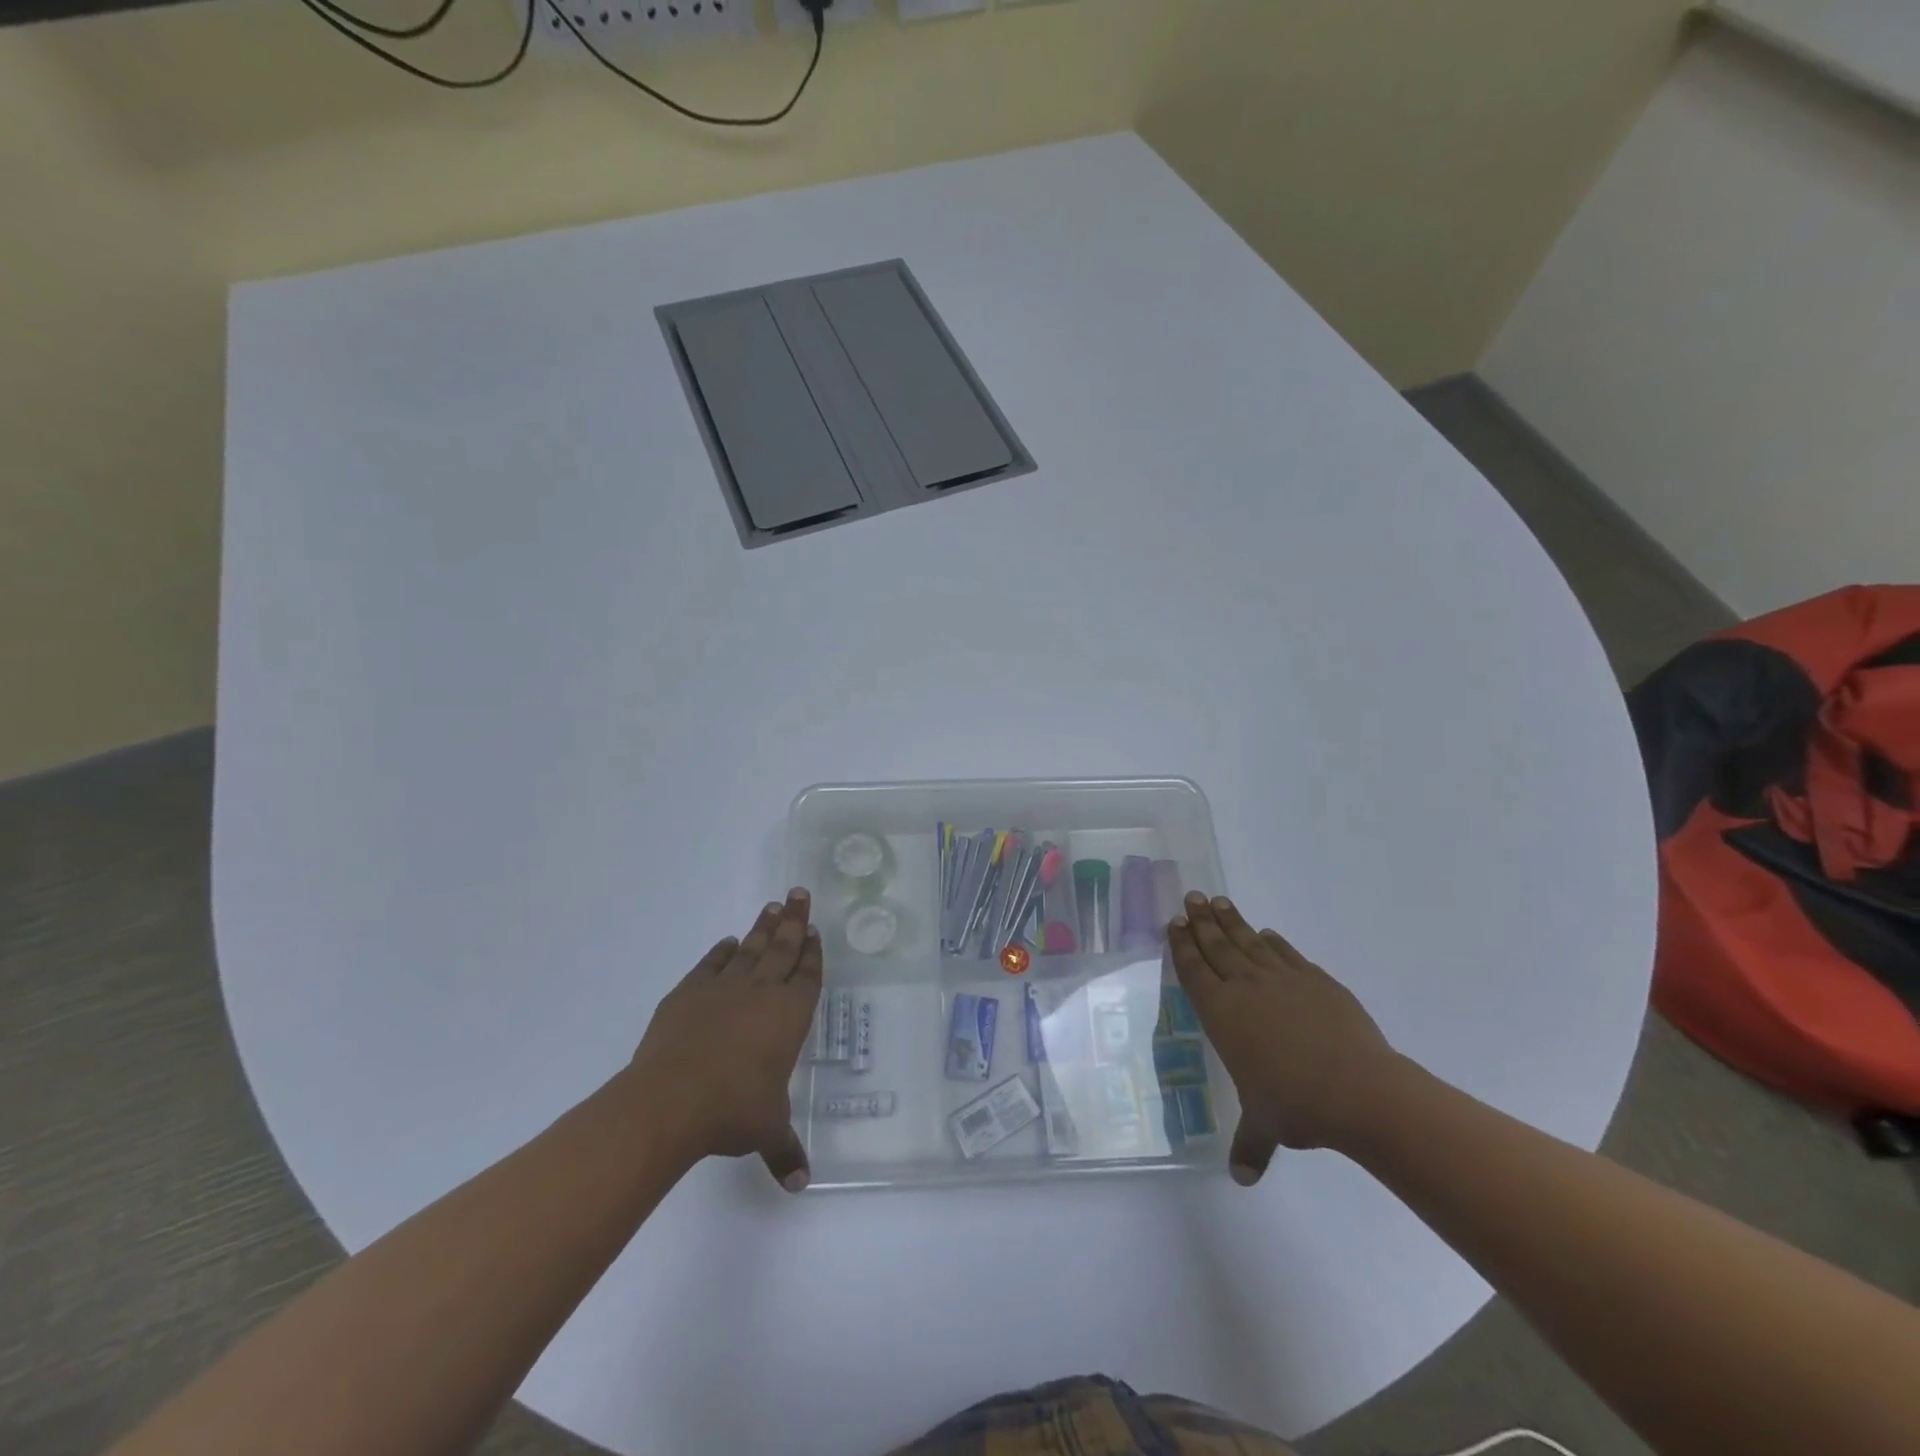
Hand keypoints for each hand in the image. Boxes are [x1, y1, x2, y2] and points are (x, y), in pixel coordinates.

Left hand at [630, 888, 822, 1191]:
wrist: (670, 1100)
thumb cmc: (732, 1111)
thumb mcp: (766, 1132)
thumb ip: (785, 1151)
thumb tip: (800, 1184)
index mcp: (789, 1017)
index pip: (807, 975)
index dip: (812, 952)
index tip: (814, 929)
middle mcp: (761, 993)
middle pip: (783, 948)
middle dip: (794, 920)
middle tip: (799, 893)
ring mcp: (723, 989)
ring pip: (751, 949)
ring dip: (763, 928)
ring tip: (772, 906)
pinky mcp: (688, 994)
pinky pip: (711, 964)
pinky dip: (721, 952)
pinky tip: (728, 944)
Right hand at [1168, 892, 1401, 1183]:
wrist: (1358, 1090)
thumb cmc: (1296, 1105)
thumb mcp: (1265, 1127)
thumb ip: (1250, 1145)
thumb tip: (1242, 1180)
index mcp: (1221, 1014)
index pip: (1193, 970)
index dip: (1182, 945)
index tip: (1175, 922)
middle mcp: (1245, 987)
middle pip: (1216, 945)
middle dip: (1201, 921)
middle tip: (1191, 897)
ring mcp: (1282, 979)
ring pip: (1248, 941)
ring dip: (1231, 920)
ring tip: (1218, 900)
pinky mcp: (1315, 980)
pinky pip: (1285, 952)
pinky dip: (1272, 941)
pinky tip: (1267, 933)